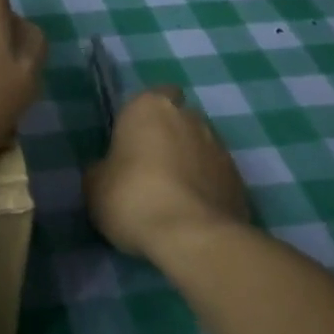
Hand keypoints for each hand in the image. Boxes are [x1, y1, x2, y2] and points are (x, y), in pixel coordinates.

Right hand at [85, 86, 250, 256]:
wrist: (193, 236)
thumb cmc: (132, 197)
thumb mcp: (94, 185)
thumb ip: (103, 168)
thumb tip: (109, 171)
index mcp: (150, 107)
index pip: (151, 96)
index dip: (143, 117)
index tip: (132, 141)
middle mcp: (189, 117)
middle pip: (179, 119)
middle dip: (169, 136)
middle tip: (149, 167)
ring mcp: (220, 146)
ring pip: (200, 146)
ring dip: (189, 162)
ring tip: (172, 195)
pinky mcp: (240, 178)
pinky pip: (215, 175)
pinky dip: (205, 187)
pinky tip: (191, 212)